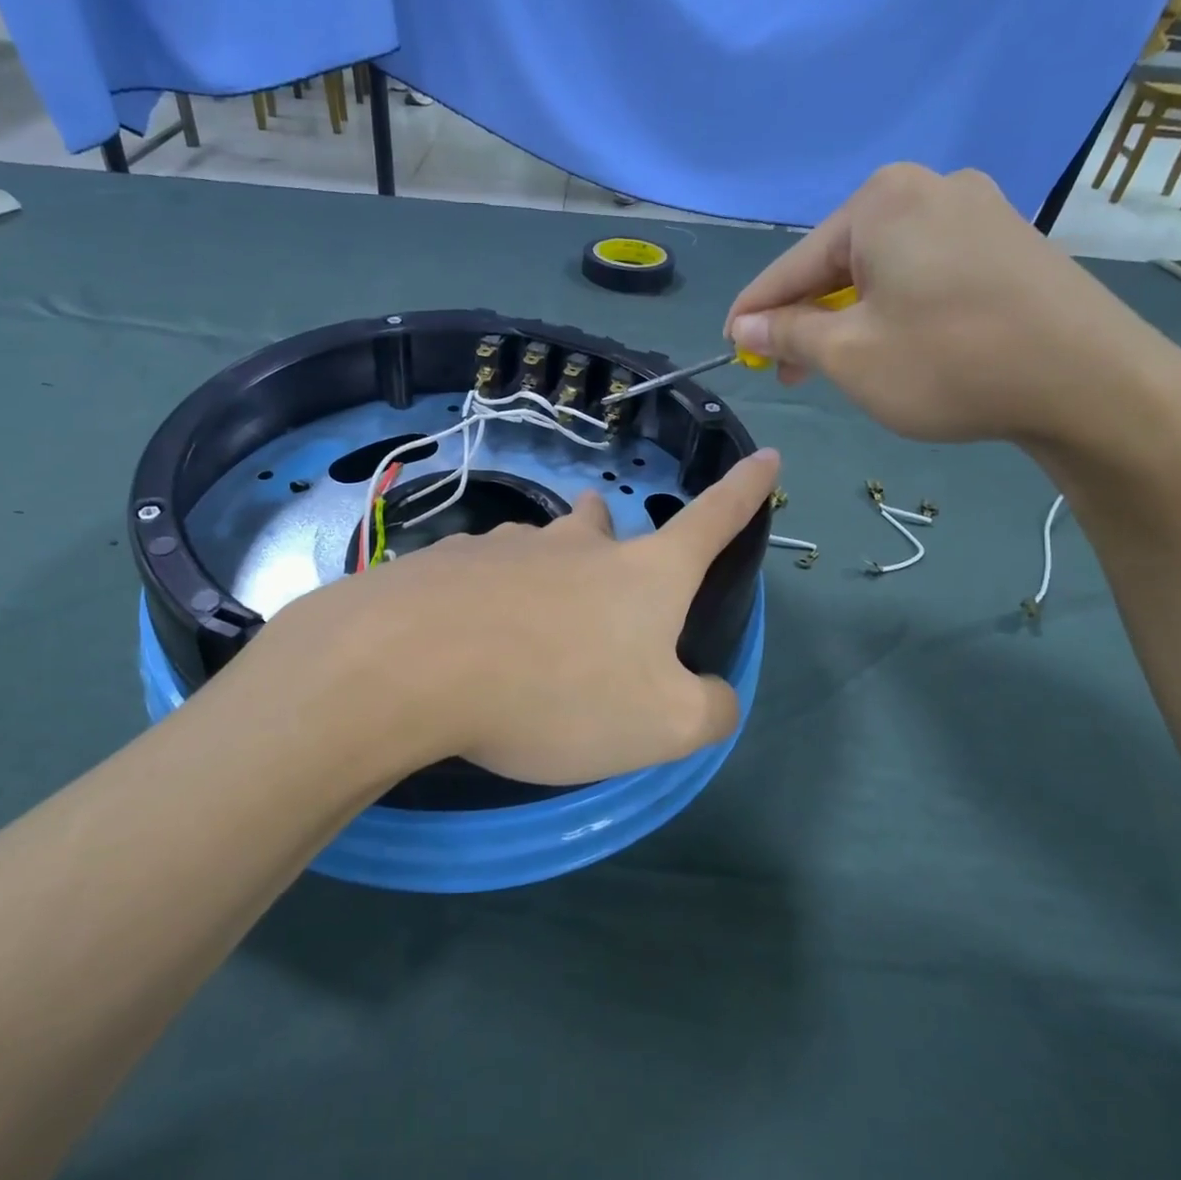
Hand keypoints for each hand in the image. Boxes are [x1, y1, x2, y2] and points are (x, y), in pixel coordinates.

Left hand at [244, 449, 781, 787]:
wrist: (415, 665)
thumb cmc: (558, 691)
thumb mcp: (663, 724)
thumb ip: (708, 709)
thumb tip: (713, 694)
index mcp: (643, 573)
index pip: (713, 520)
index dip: (745, 490)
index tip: (765, 455)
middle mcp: (578, 544)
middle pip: (607, 524)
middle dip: (613, 540)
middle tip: (604, 583)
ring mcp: (509, 546)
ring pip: (542, 548)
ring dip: (548, 577)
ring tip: (529, 633)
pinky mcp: (449, 562)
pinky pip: (483, 576)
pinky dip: (489, 602)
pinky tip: (468, 644)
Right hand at [723, 164, 1174, 446]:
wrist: (1091, 381)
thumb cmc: (949, 363)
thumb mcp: (849, 355)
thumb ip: (789, 332)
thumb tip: (747, 324)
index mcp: (880, 202)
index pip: (794, 264)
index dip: (756, 311)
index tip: (731, 344)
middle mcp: (927, 187)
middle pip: (839, 261)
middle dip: (807, 317)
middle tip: (787, 369)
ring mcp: (976, 207)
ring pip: (882, 268)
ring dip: (849, 315)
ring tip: (835, 363)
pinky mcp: (1006, 237)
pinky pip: (923, 269)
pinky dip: (894, 306)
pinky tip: (891, 341)